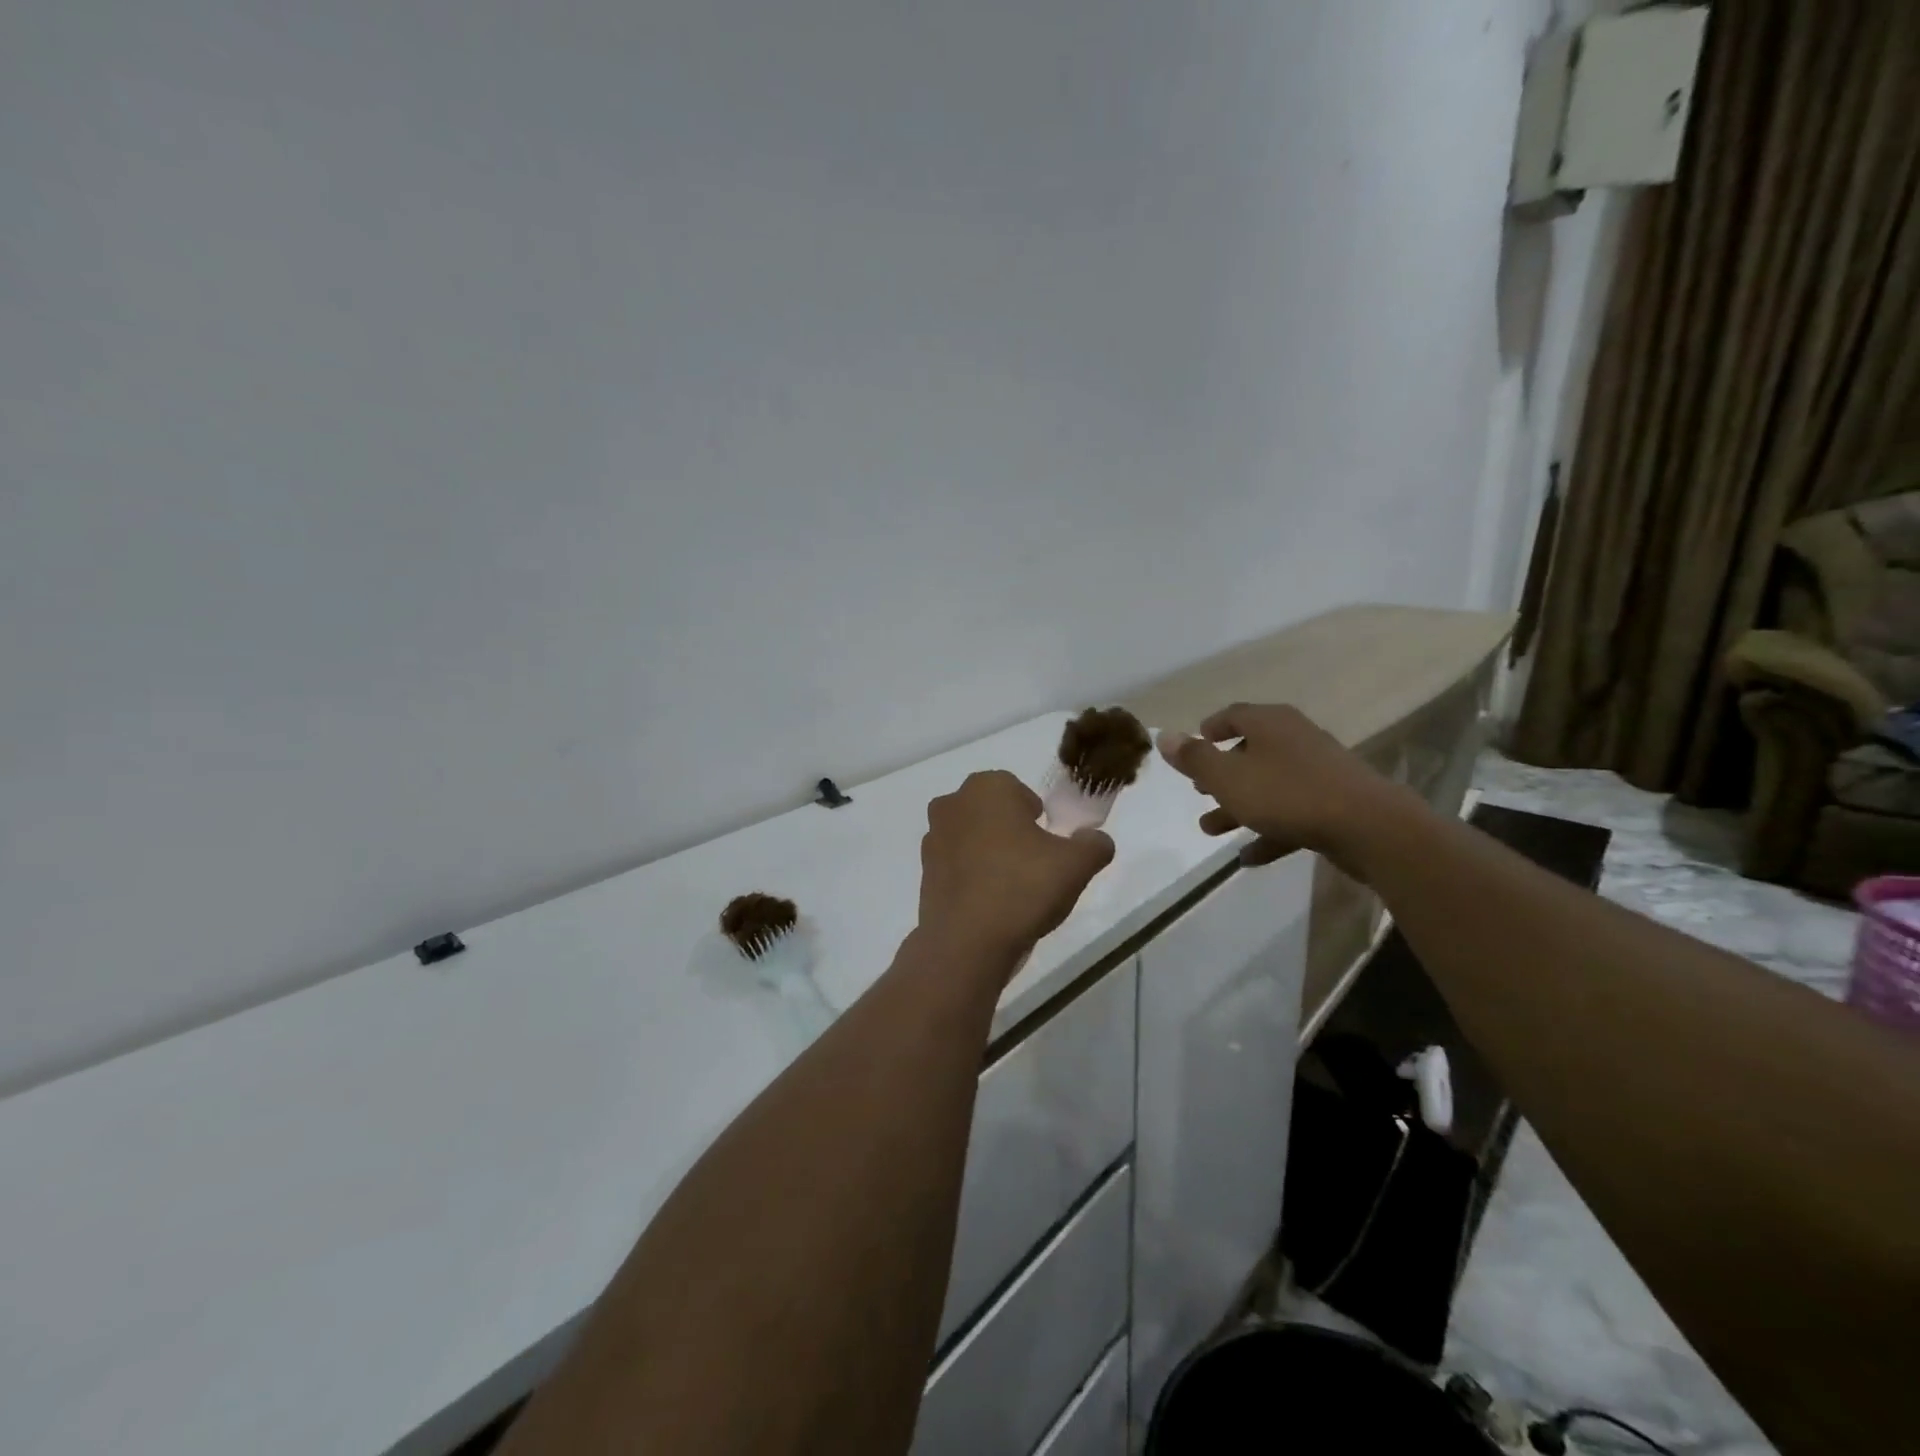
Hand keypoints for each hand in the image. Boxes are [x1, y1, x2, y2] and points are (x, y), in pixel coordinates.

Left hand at [917, 770, 1115, 971]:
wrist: (967, 942)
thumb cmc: (1023, 887)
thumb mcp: (1076, 865)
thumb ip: (1094, 844)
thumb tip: (1095, 840)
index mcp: (987, 788)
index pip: (1018, 790)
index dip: (1037, 816)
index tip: (1048, 844)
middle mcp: (953, 804)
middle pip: (992, 812)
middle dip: (1012, 832)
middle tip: (1035, 865)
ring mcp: (933, 838)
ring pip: (973, 838)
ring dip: (990, 854)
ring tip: (1013, 889)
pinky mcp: (924, 872)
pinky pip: (957, 866)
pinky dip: (973, 877)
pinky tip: (991, 904)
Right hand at [1156, 703, 1415, 871]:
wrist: (1369, 827)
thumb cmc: (1287, 794)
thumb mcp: (1227, 777)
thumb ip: (1194, 758)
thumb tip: (1163, 735)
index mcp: (1270, 724)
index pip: (1234, 714)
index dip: (1211, 728)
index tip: (1195, 744)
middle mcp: (1295, 739)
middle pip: (1250, 751)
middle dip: (1221, 773)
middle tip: (1200, 790)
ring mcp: (1319, 771)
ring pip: (1268, 786)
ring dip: (1238, 806)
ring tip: (1211, 829)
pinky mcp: (1334, 803)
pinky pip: (1292, 814)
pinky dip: (1269, 831)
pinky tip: (1249, 858)